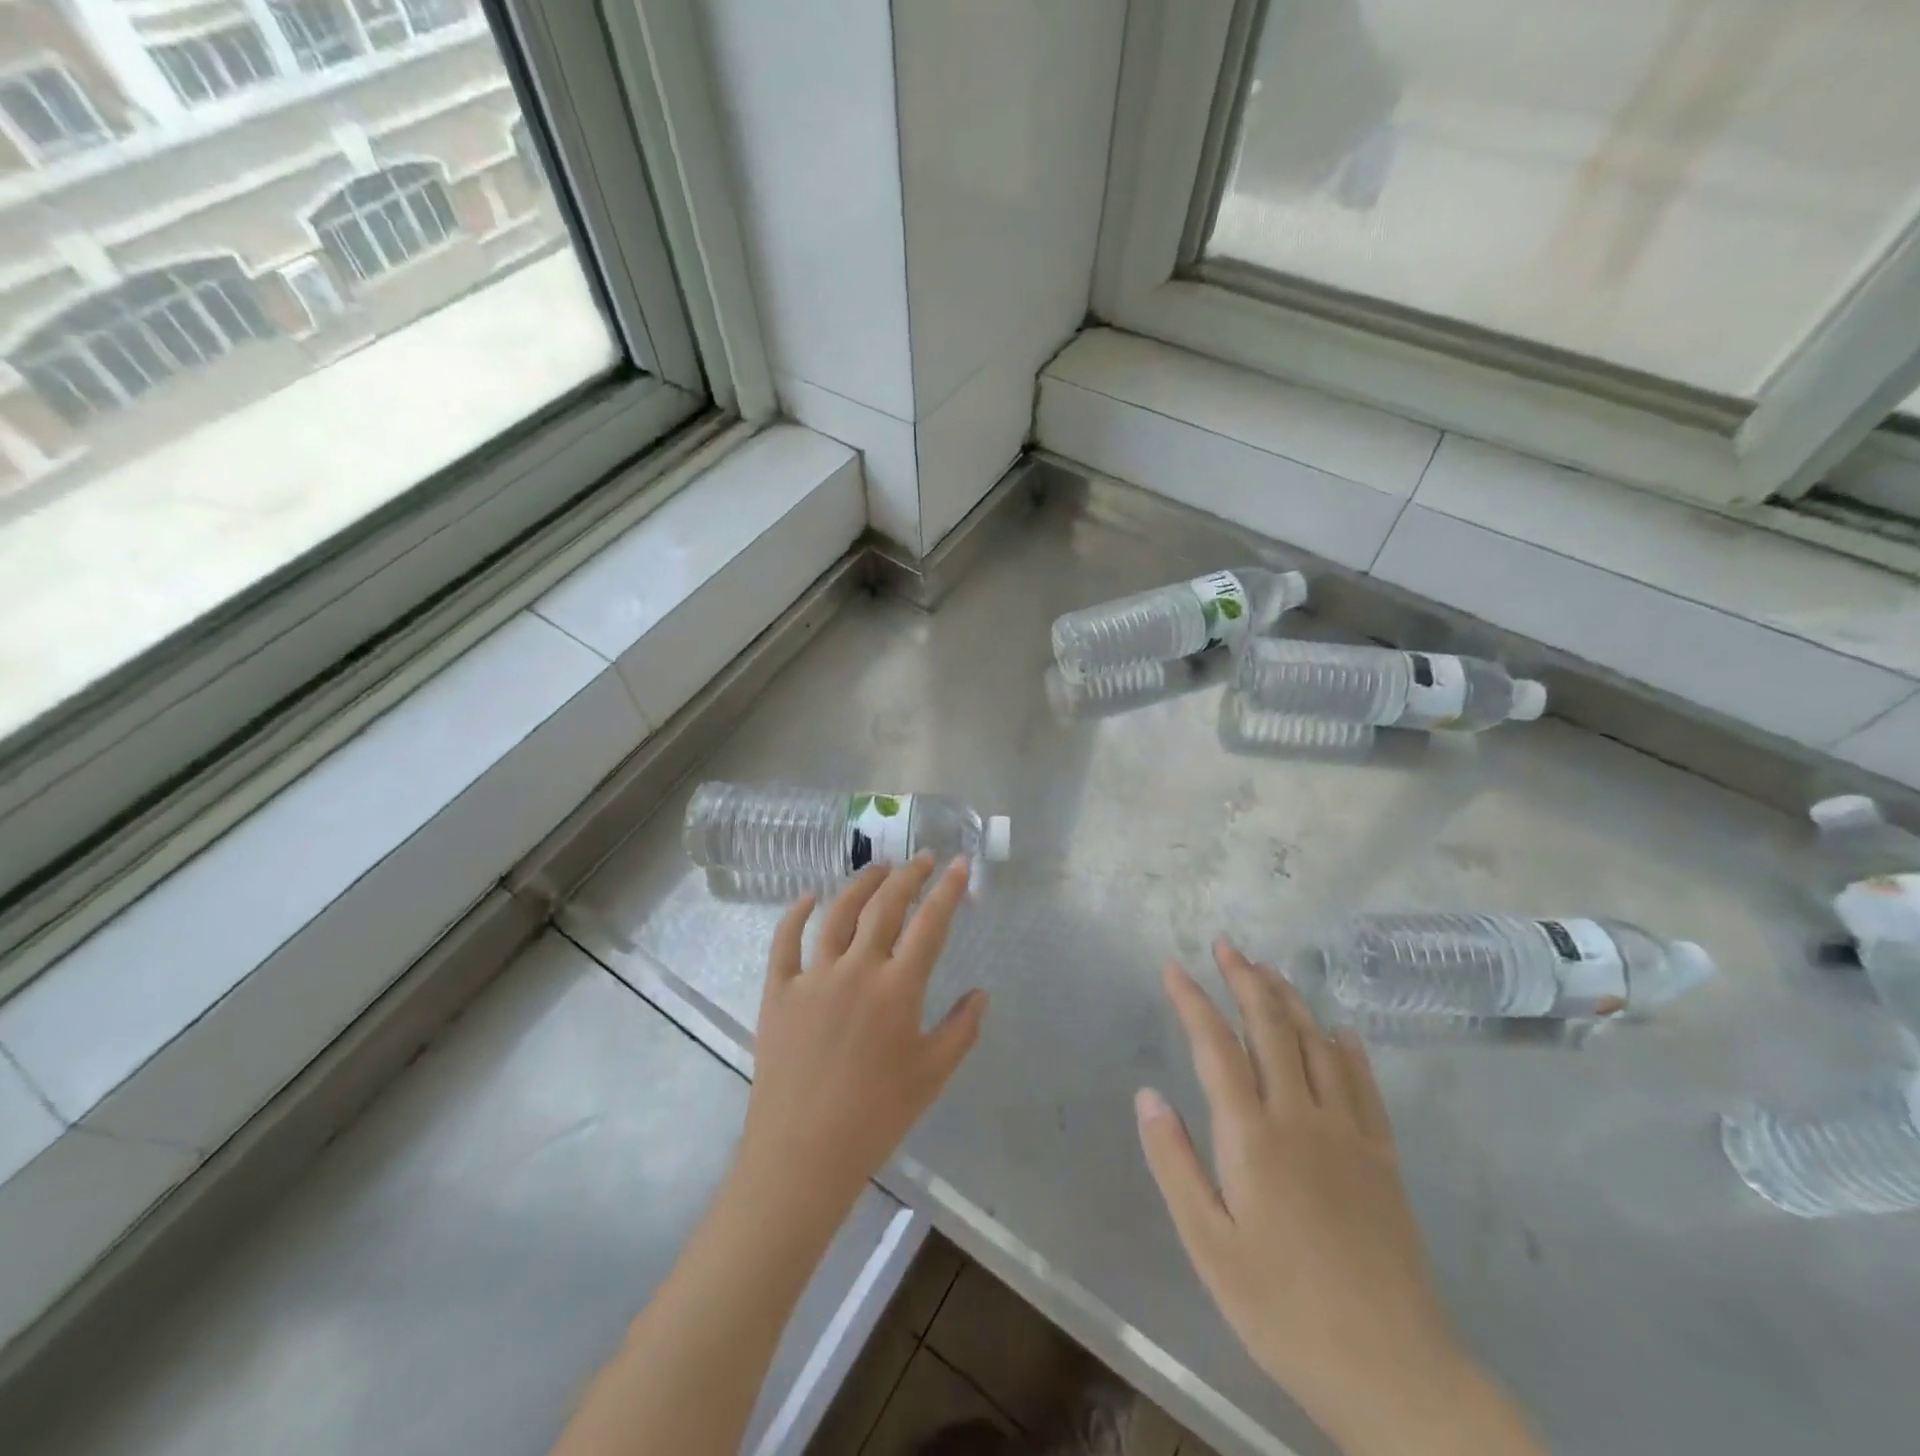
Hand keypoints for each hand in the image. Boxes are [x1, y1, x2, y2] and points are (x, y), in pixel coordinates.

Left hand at [736, 855, 987, 1222]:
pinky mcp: (778, 990)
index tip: (960, 864)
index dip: (949, 890)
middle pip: (885, 906)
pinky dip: (797, 912)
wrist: (803, 1153)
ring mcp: (813, 976)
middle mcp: (857, 969)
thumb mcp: (932, 1075)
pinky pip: (785, 940)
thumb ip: (961, 1029)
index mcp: (898, 988)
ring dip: (862, 883)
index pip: (930, 923)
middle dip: (908, 876)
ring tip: (879, 868)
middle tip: (922, 859)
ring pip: (839, 913)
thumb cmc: (876, 1116)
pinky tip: (809, 896)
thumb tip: (981, 994)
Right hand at [1137, 940, 1540, 1455]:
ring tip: (1270, 970)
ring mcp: (1349, 1133)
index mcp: (1253, 1136)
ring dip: (1291, 1001)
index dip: (1193, 1001)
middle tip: (1226, 945)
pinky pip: (1364, 1085)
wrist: (1393, 1370)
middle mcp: (1301, 1117)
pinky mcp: (1383, 1158)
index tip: (1173, 968)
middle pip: (1272, 1028)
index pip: (1216, 1046)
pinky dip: (1348, 1049)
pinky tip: (1341, 1031)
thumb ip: (1174, 1163)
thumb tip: (1148, 1095)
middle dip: (1246, 980)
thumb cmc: (1282, 1309)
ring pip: (1318, 1044)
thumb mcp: (1208, 1245)